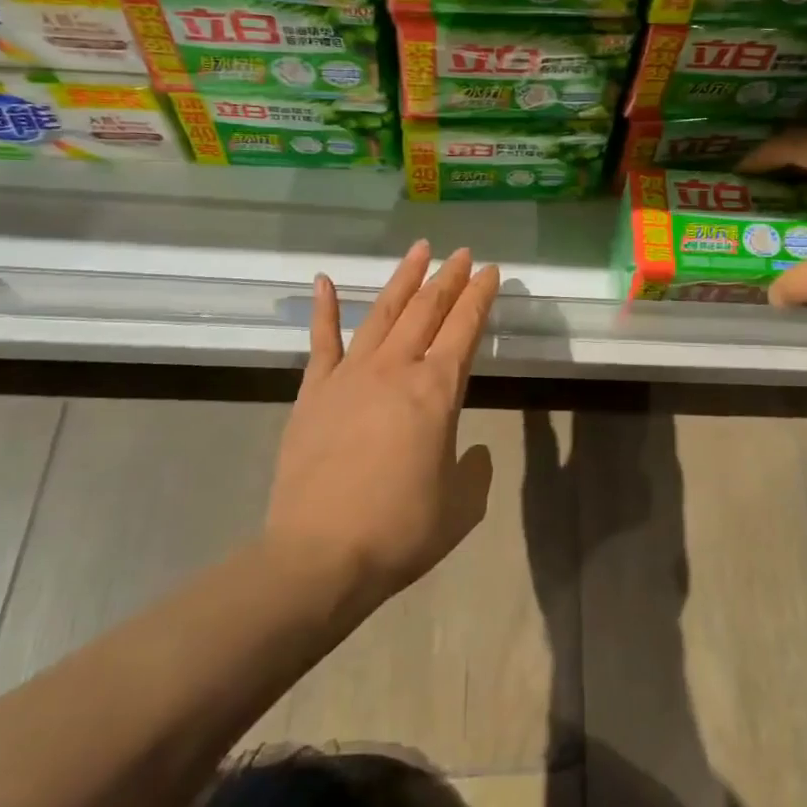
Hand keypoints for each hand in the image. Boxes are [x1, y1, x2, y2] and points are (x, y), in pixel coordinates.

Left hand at [266, 241, 500, 609]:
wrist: (320, 556)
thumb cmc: (401, 530)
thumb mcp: (462, 505)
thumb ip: (475, 470)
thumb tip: (472, 452)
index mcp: (437, 391)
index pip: (465, 329)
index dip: (481, 296)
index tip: (491, 271)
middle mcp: (396, 370)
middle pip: (427, 310)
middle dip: (449, 278)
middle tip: (463, 253)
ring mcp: (350, 376)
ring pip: (383, 313)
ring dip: (403, 279)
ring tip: (418, 250)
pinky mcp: (314, 392)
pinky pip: (322, 341)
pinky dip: (325, 309)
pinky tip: (325, 281)